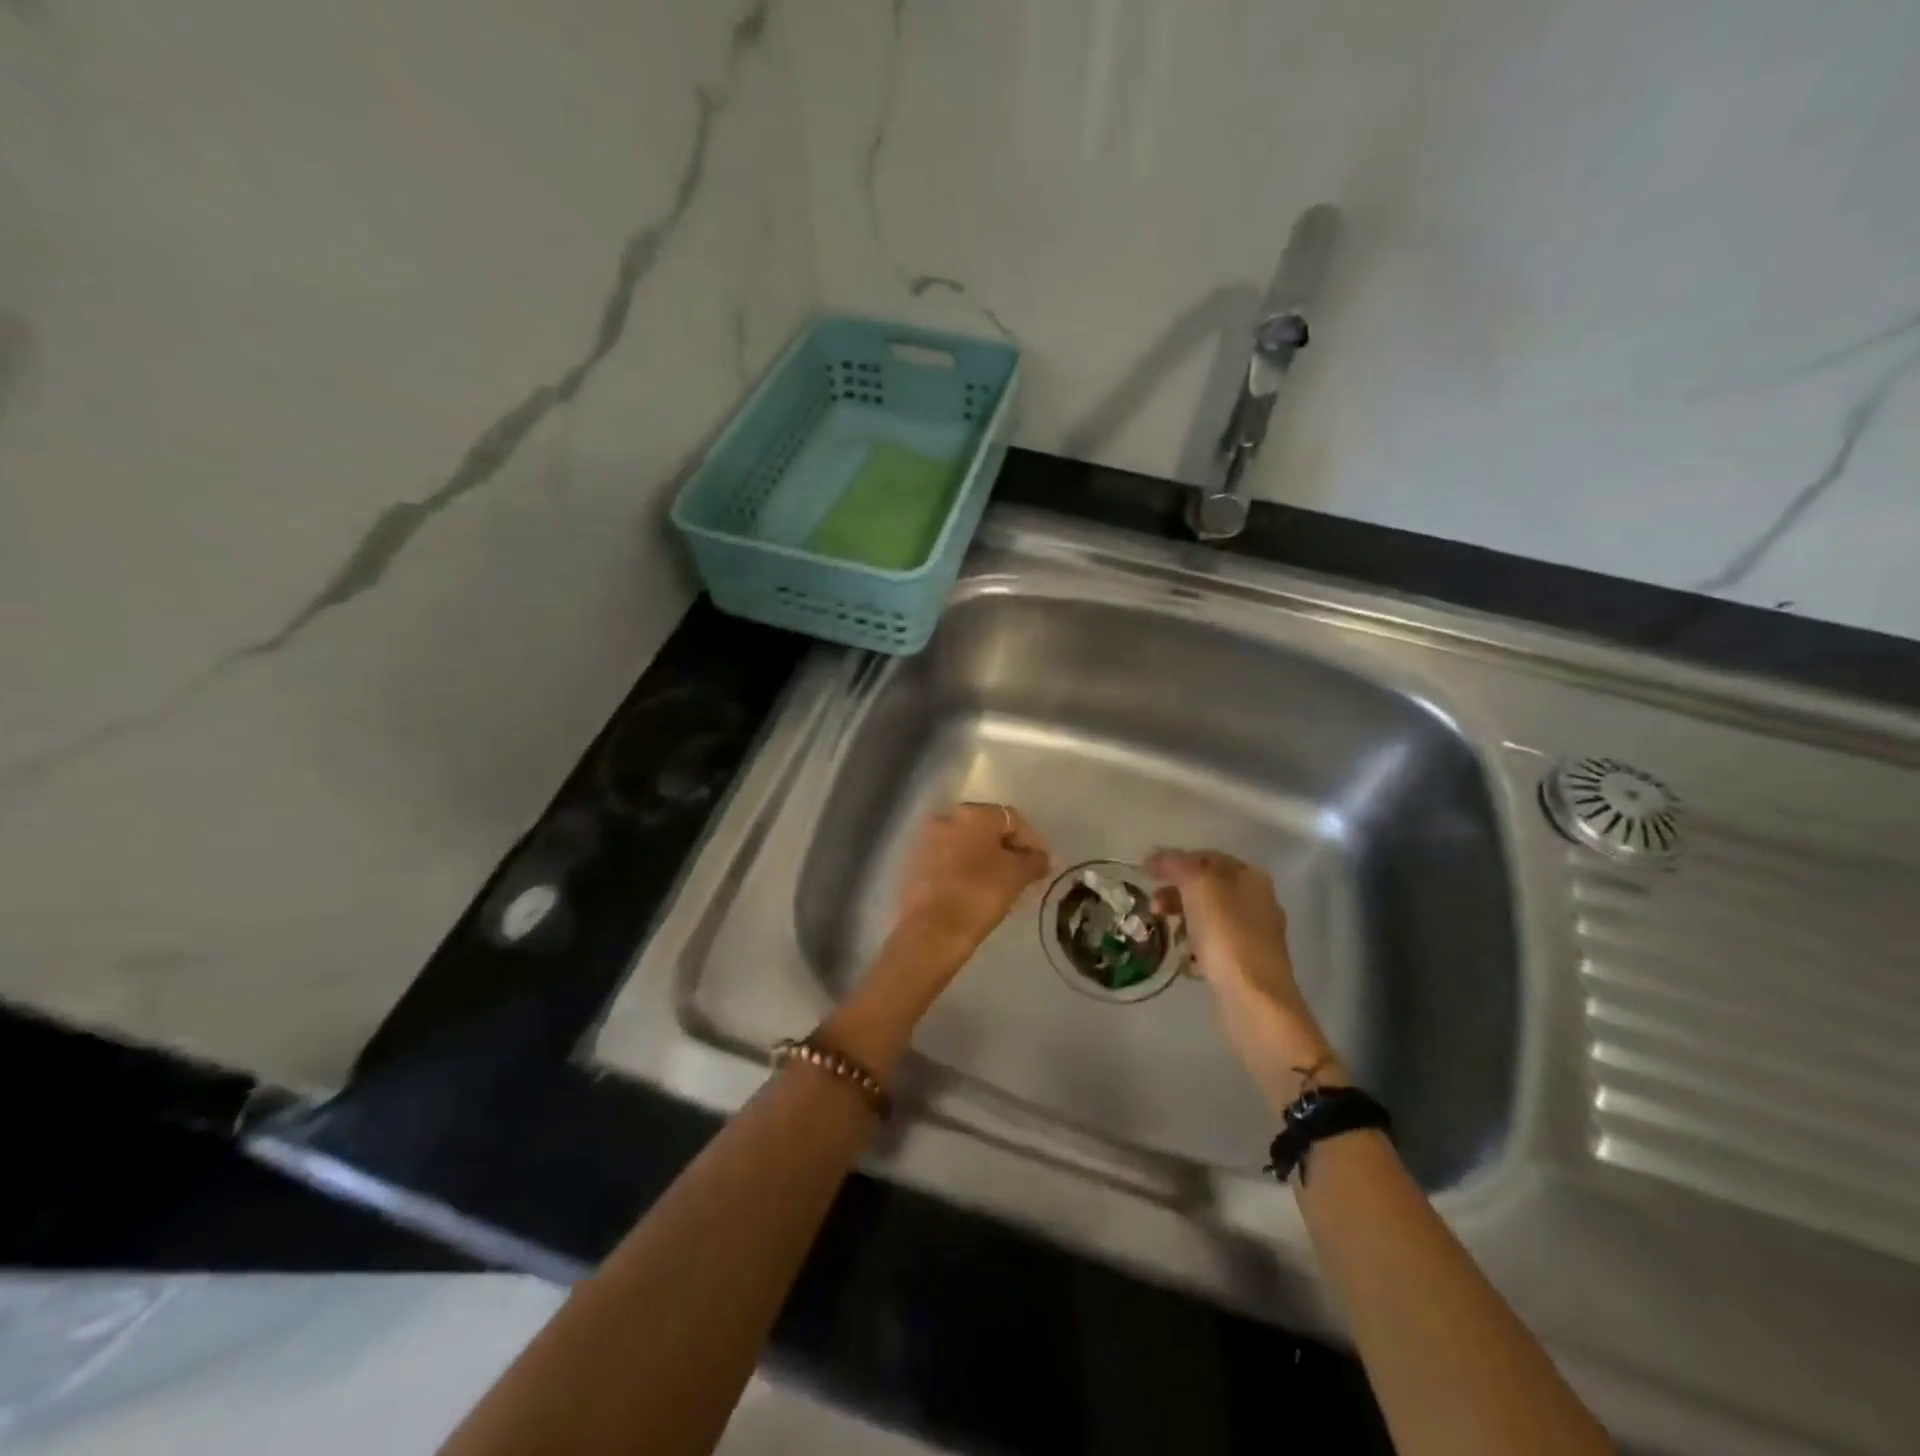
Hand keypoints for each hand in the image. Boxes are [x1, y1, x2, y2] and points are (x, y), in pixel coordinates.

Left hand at [893, 802, 1051, 962]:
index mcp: (973, 813)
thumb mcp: (1017, 876)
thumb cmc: (979, 894)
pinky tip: (974, 891)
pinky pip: (947, 860)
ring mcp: (926, 840)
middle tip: (1022, 874)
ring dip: (984, 859)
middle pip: (986, 829)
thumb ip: (1034, 861)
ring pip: (965, 844)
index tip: (1041, 866)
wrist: (931, 931)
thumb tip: (1041, 858)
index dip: (1031, 841)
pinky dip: (963, 870)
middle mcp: (946, 817)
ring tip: (1000, 885)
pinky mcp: (913, 864)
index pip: (1012, 819)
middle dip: (1006, 849)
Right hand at [1146, 848, 1341, 1105]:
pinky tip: (1184, 960)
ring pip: (1209, 917)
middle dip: (1176, 893)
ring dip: (1183, 920)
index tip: (1146, 874)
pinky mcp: (1247, 964)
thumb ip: (1176, 865)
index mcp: (1250, 877)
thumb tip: (1156, 855)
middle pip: (1208, 887)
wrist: (1255, 1001)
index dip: (1175, 861)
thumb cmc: (1227, 936)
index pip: (1207, 858)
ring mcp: (1255, 935)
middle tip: (1153, 906)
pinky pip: (1214, 945)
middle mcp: (1257, 901)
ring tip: (1167, 936)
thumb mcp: (1198, 888)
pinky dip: (1195, 947)